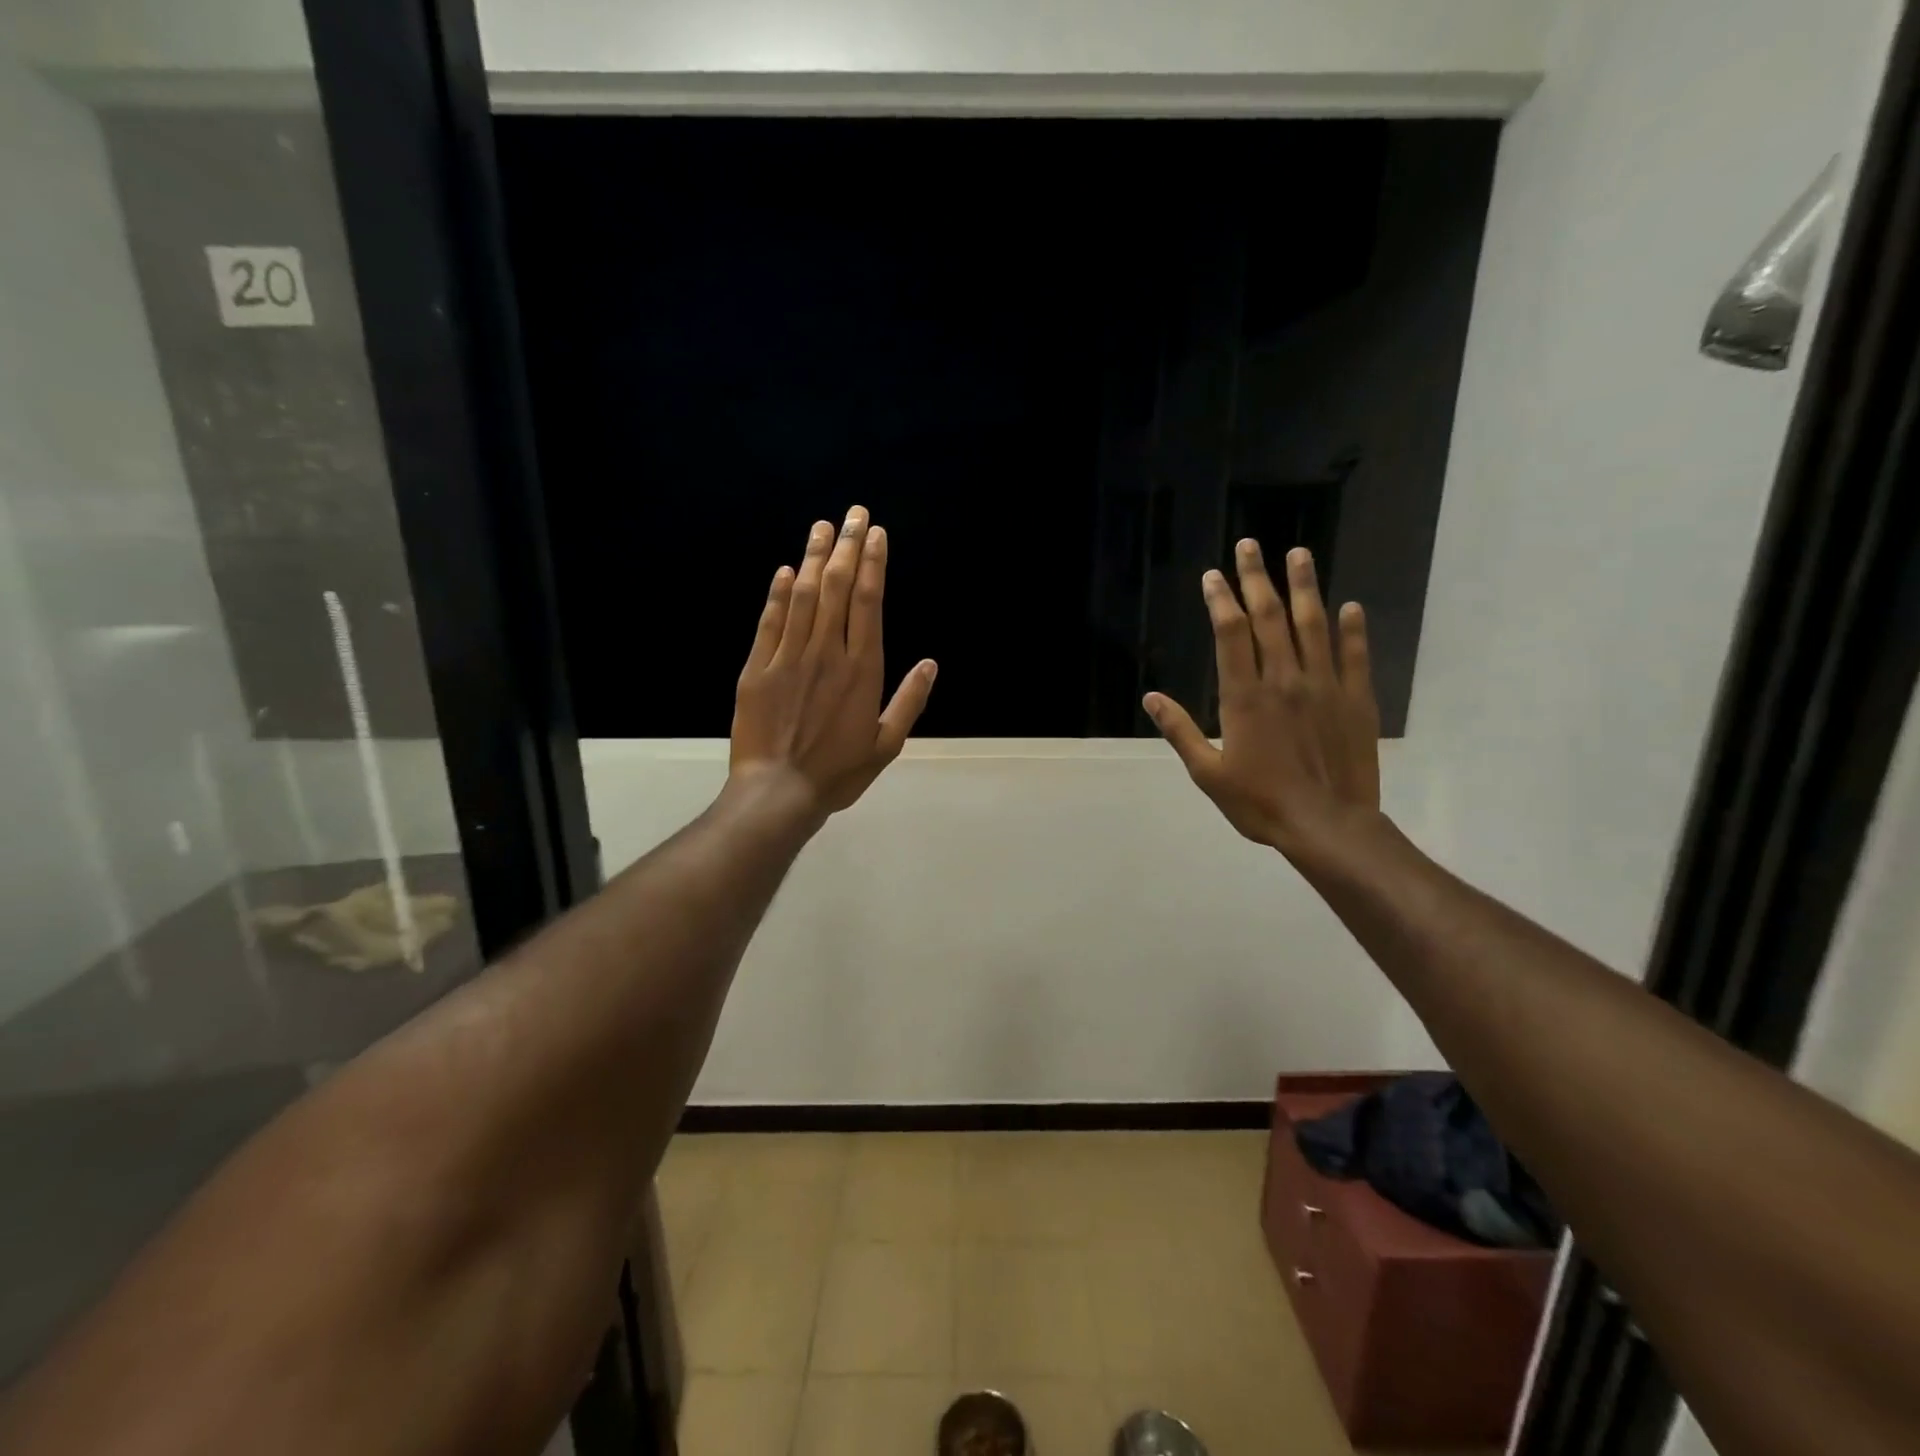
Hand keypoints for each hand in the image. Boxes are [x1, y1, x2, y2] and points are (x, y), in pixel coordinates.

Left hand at [730, 506, 937, 816]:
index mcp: (861, 670)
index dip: (872, 564)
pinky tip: (785, 570)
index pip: (868, 603)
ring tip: (822, 527)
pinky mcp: (758, 668)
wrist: (778, 792)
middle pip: (837, 588)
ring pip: (803, 596)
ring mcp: (788, 657)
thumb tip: (930, 664)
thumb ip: (909, 701)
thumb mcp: (886, 745)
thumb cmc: (838, 772)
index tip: (876, 535)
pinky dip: (778, 593)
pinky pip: (770, 621)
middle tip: (853, 513)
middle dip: (846, 547)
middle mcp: (826, 653)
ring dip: (813, 557)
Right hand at [1145, 541, 1380, 856]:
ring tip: (1299, 555)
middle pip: (1269, 618)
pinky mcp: (1356, 701)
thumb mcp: (1207, 773)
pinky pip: (1355, 656)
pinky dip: (1352, 630)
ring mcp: (1324, 687)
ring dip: (1305, 587)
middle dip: (1257, 579)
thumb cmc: (1259, 803)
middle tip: (1251, 546)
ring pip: (1313, 626)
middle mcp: (1284, 680)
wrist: (1327, 825)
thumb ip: (1180, 731)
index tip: (1214, 576)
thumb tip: (1151, 698)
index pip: (1231, 633)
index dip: (1221, 600)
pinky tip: (1350, 607)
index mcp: (1245, 697)